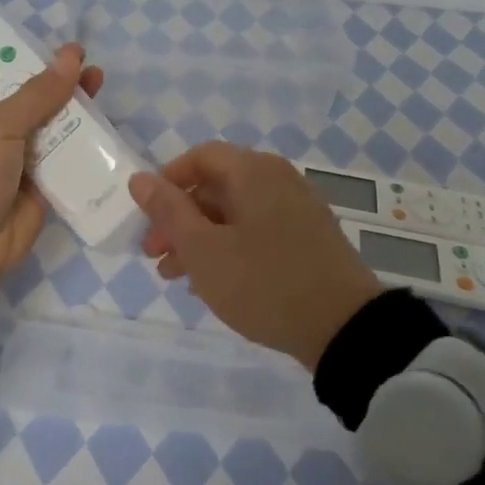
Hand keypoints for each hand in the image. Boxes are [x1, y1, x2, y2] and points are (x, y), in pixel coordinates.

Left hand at [0, 43, 103, 287]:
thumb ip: (37, 94)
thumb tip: (72, 56)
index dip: (22, 55)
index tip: (55, 45)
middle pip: (25, 97)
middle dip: (55, 82)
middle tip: (87, 65)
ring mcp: (11, 159)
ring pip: (47, 127)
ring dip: (72, 111)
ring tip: (99, 86)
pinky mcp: (34, 187)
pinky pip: (61, 160)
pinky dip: (81, 146)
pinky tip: (105, 128)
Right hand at [130, 143, 382, 370]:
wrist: (345, 328)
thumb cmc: (263, 282)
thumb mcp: (203, 250)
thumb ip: (168, 211)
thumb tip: (139, 178)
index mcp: (253, 172)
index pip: (200, 156)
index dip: (167, 181)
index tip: (147, 216)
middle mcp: (278, 180)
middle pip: (216, 185)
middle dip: (179, 217)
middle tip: (154, 253)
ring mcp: (297, 209)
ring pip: (235, 212)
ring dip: (200, 236)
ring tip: (174, 275)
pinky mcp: (309, 238)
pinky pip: (257, 230)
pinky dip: (229, 246)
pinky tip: (213, 281)